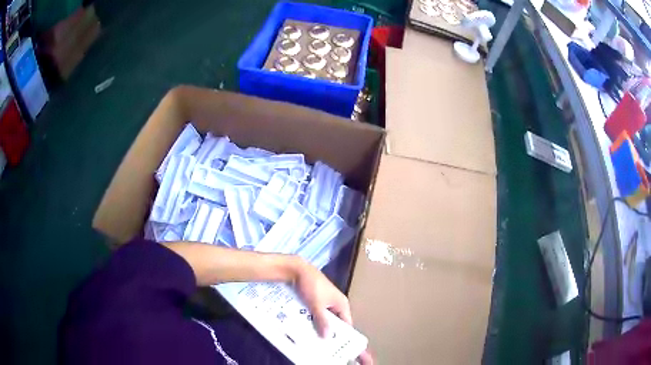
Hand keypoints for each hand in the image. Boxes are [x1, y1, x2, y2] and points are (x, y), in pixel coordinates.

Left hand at [293, 259, 372, 364]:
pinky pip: (316, 314)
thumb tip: (328, 336)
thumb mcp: (316, 304)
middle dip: (329, 332)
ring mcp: (325, 302)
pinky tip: (304, 328)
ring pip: (324, 319)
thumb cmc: (311, 285)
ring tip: (312, 339)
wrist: (296, 269)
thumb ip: (322, 320)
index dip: (344, 335)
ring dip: (319, 327)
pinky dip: (312, 320)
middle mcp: (336, 303)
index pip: (347, 323)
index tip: (338, 347)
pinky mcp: (315, 300)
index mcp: (342, 303)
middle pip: (335, 322)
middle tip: (322, 345)